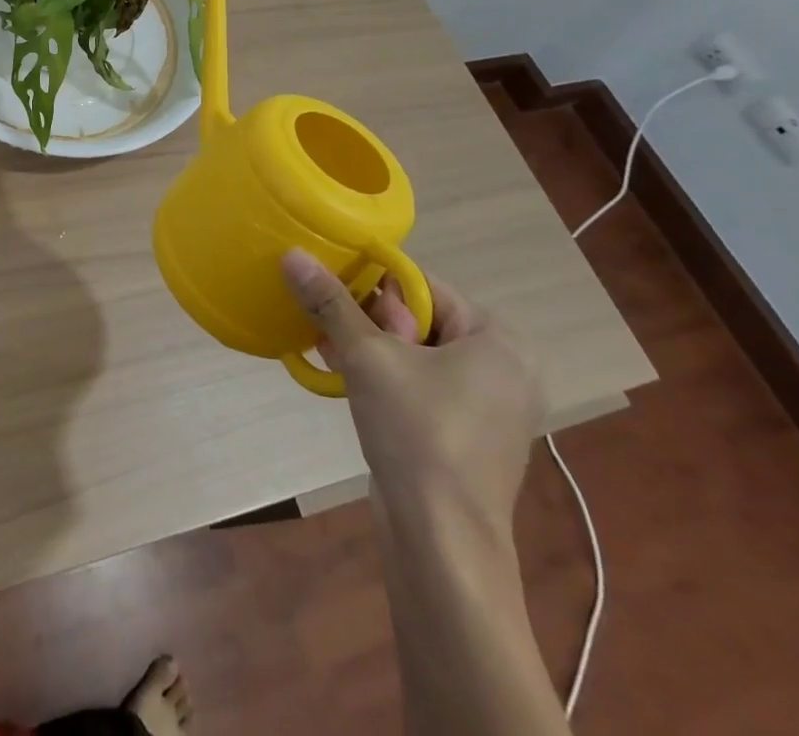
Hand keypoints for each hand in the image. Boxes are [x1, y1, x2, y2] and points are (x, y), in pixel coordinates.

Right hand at [281, 253, 541, 534]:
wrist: (442, 543)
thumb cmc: (417, 433)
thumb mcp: (367, 357)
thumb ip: (331, 302)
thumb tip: (293, 254)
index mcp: (497, 339)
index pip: (423, 286)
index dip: (373, 284)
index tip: (333, 294)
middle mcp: (505, 368)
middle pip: (420, 319)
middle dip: (368, 321)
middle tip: (329, 328)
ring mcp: (492, 408)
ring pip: (418, 355)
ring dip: (371, 349)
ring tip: (328, 350)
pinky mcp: (471, 438)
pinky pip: (424, 387)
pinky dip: (388, 380)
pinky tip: (347, 380)